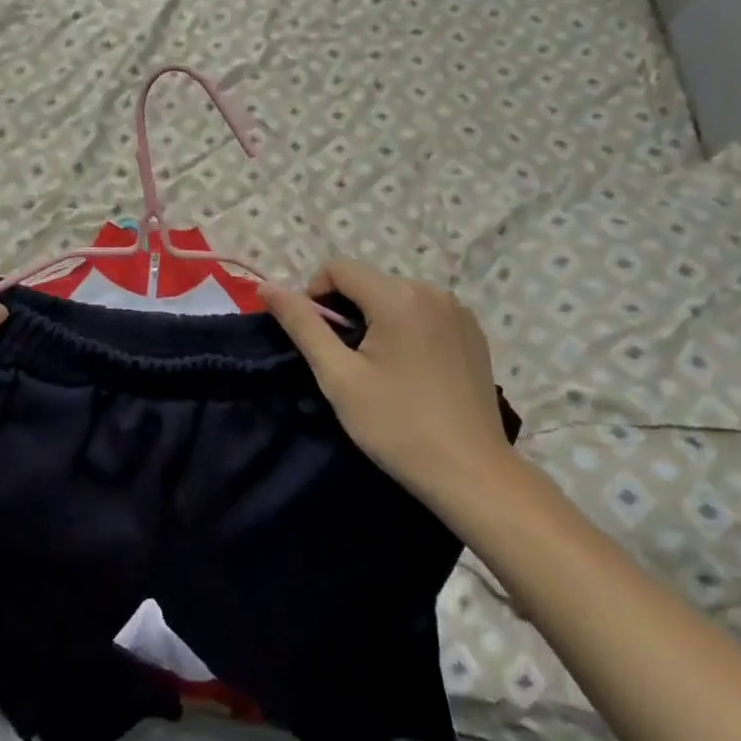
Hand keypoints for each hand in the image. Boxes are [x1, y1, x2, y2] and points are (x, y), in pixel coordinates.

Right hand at [260, 261, 520, 519]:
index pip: (338, 268)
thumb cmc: (396, 425)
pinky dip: (403, 329)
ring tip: (375, 368)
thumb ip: (302, 325)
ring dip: (374, 319)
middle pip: (368, 281)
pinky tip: (407, 370)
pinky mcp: (473, 332)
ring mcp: (459, 311)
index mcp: (399, 297)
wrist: (470, 472)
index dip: (314, 295)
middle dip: (345, 310)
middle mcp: (433, 291)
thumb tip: (267, 288)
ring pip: (395, 297)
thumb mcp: (338, 376)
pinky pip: (423, 313)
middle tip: (342, 361)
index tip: (315, 339)